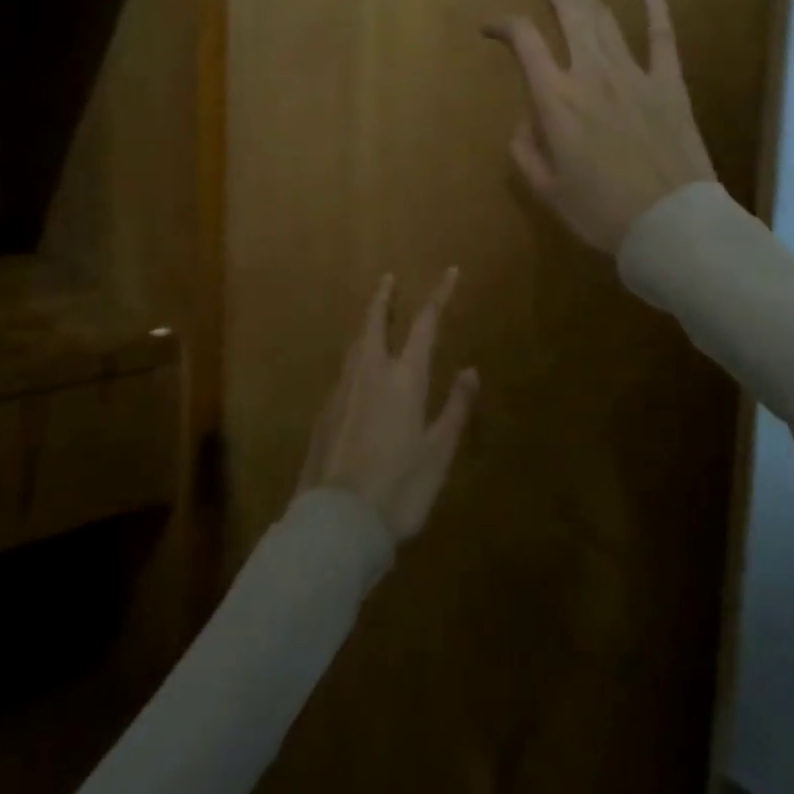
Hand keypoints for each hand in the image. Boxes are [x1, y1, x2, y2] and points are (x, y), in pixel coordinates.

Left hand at [299, 269, 479, 541]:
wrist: (338, 521)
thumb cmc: (400, 488)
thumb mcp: (438, 452)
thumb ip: (455, 407)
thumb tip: (469, 370)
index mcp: (404, 378)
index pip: (424, 324)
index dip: (439, 295)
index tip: (450, 272)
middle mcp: (370, 373)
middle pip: (374, 322)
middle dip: (383, 297)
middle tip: (387, 278)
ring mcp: (342, 390)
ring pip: (354, 345)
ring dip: (366, 324)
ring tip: (374, 318)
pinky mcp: (324, 412)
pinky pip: (344, 371)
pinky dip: (355, 357)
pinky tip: (359, 372)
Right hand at [484, 0, 716, 255]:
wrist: (670, 224)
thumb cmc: (600, 212)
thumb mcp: (547, 188)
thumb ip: (526, 149)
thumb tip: (528, 120)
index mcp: (556, 100)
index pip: (524, 42)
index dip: (503, 25)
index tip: (490, 28)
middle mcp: (592, 74)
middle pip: (567, 11)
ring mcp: (635, 74)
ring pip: (605, 18)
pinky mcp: (669, 84)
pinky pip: (663, 38)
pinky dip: (656, 9)